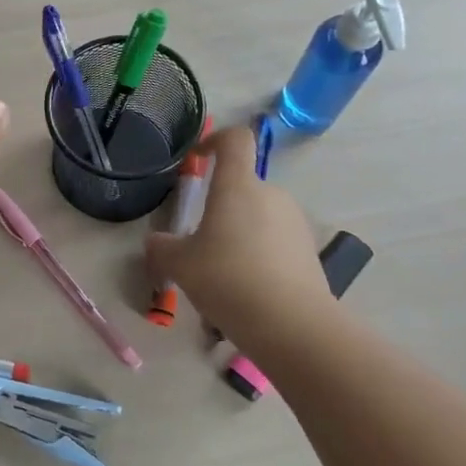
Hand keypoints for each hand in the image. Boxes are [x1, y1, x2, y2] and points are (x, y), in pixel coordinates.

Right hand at [144, 125, 342, 347]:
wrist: (293, 326)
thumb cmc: (228, 279)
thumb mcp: (179, 265)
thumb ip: (161, 248)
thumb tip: (157, 242)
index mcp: (238, 186)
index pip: (234, 140)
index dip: (214, 140)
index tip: (197, 160)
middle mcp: (271, 195)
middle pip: (242, 187)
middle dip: (219, 210)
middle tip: (198, 244)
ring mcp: (295, 223)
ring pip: (257, 219)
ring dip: (237, 237)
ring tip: (220, 278)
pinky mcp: (308, 252)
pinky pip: (274, 244)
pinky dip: (257, 259)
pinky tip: (245, 294)